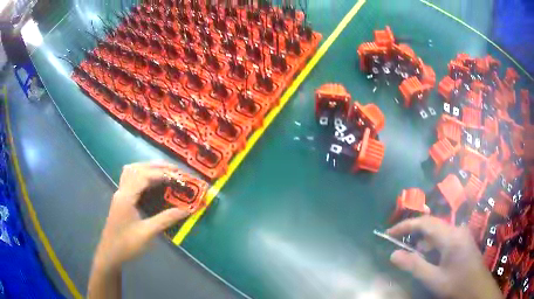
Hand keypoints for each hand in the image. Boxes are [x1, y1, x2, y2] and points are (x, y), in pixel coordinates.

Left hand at [94, 162, 188, 270]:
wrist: (110, 253)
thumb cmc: (127, 244)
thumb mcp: (147, 233)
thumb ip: (165, 219)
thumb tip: (186, 210)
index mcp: (126, 197)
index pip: (144, 176)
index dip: (161, 173)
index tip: (178, 176)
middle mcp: (121, 191)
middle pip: (137, 168)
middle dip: (156, 166)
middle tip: (174, 170)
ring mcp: (120, 194)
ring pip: (132, 171)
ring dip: (148, 168)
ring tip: (164, 172)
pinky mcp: (120, 199)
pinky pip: (130, 179)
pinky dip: (142, 175)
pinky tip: (150, 182)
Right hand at [387, 216, 502, 298]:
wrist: (478, 288)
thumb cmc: (457, 285)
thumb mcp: (434, 279)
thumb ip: (414, 265)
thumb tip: (393, 254)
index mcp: (451, 236)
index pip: (425, 222)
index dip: (405, 225)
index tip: (389, 233)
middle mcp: (457, 229)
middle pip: (431, 225)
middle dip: (414, 236)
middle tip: (400, 250)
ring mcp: (462, 233)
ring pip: (438, 232)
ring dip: (424, 244)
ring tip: (416, 259)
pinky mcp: (463, 240)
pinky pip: (445, 237)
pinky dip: (433, 247)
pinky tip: (432, 260)